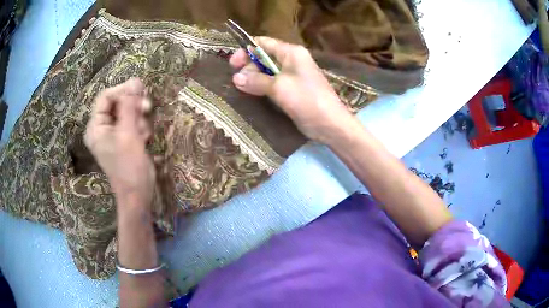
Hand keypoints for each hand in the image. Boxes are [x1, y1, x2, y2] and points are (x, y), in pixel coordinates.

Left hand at [84, 78, 154, 206]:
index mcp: (96, 127)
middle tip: (147, 108)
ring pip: (127, 112)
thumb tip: (135, 79)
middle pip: (117, 103)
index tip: (141, 91)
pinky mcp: (123, 140)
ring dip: (139, 118)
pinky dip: (140, 127)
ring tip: (144, 133)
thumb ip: (129, 105)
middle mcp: (102, 128)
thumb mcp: (128, 133)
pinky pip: (131, 123)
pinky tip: (145, 138)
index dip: (123, 91)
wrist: (138, 196)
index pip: (106, 97)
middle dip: (133, 106)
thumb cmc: (129, 167)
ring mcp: (112, 134)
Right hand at [229, 37, 355, 143]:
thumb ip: (256, 80)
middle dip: (249, 67)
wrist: (330, 124)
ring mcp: (293, 76)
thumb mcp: (279, 87)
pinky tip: (252, 94)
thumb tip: (236, 78)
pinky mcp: (292, 90)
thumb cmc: (307, 100)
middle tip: (237, 81)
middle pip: (264, 57)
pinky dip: (261, 87)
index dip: (246, 50)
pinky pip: (272, 84)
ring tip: (241, 88)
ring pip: (267, 71)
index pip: (264, 43)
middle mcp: (292, 60)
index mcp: (291, 52)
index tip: (232, 63)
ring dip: (253, 78)